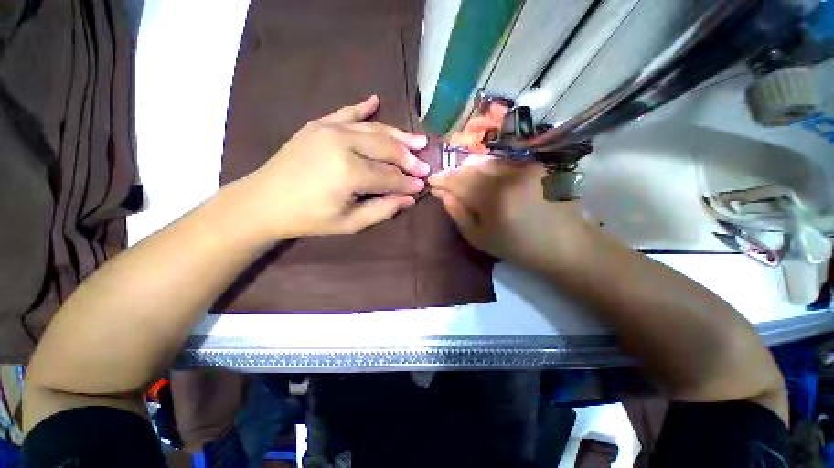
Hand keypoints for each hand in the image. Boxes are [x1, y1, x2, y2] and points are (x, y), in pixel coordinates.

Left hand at [240, 95, 430, 238]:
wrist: (264, 201)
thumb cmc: (309, 218)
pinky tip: (375, 100)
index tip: (424, 185)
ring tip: (418, 140)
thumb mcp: (349, 223)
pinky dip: (363, 108)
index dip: (408, 182)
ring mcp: (329, 129)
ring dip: (398, 135)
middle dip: (409, 158)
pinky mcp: (318, 124)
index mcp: (349, 173)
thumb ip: (383, 210)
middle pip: (386, 149)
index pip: (390, 177)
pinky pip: (346, 112)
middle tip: (426, 163)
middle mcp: (343, 144)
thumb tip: (410, 198)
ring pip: (374, 130)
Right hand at [429, 157, 590, 269]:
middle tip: (446, 182)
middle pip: (471, 167)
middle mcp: (508, 176)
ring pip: (486, 161)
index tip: (431, 181)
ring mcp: (525, 167)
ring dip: (471, 168)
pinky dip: (489, 167)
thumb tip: (441, 193)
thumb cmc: (517, 247)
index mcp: (493, 199)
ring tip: (464, 179)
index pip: (458, 181)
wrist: (564, 244)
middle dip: (455, 173)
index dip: (442, 179)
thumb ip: (458, 214)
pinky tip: (486, 176)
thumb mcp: (480, 239)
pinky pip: (504, 161)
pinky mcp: (536, 165)